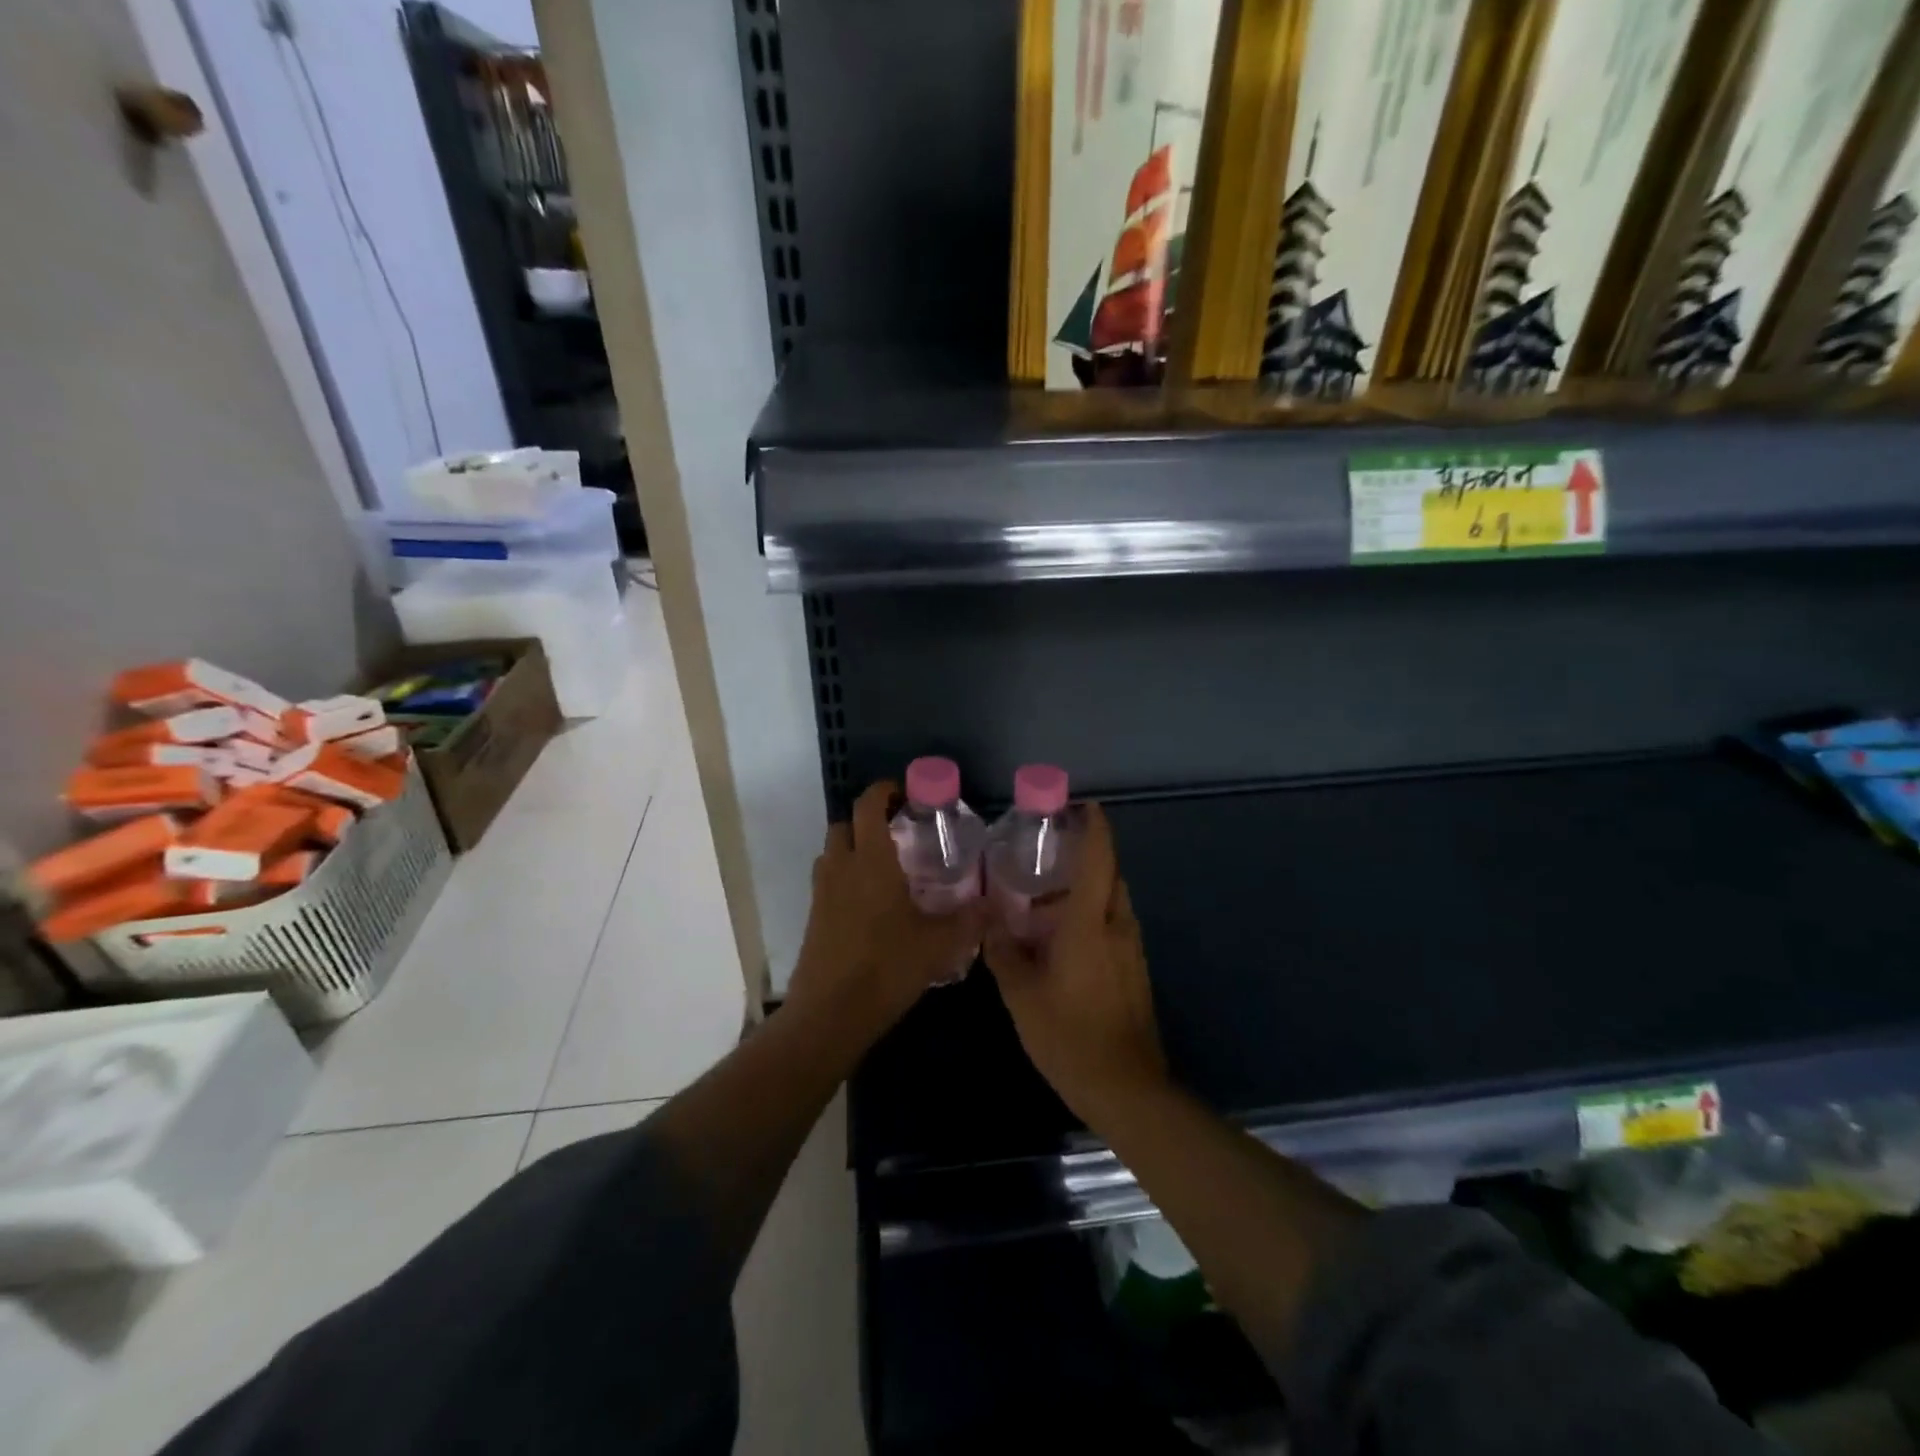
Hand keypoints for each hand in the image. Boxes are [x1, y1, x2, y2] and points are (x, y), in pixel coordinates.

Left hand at [787, 781, 981, 1046]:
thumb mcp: (939, 944)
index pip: (867, 806)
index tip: (904, 793)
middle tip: (899, 831)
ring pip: (833, 852)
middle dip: (867, 820)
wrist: (830, 1014)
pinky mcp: (814, 917)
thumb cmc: (886, 967)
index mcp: (870, 860)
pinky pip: (829, 880)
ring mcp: (822, 892)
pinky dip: (846, 877)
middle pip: (844, 825)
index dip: (883, 791)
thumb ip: (971, 921)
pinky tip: (873, 904)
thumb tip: (997, 904)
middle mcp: (841, 867)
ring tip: (887, 866)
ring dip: (854, 848)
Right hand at [984, 803, 1169, 1125]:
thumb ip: (1003, 953)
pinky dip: (1093, 918)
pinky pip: (1114, 927)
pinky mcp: (1136, 972)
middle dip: (1087, 858)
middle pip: (1110, 876)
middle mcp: (1117, 927)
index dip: (1094, 828)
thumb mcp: (1021, 995)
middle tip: (1049, 854)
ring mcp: (1132, 951)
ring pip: (1113, 903)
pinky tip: (1062, 941)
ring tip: (1046, 900)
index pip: (1099, 860)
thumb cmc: (1068, 1035)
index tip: (1081, 806)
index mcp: (1090, 924)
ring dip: (1087, 892)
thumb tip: (989, 924)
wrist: (1125, 1088)